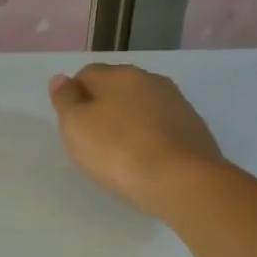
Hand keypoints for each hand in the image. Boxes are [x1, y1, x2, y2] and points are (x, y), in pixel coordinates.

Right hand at [48, 64, 224, 219]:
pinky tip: (146, 162)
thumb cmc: (118, 150)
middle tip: (93, 141)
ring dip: (129, 123)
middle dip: (104, 108)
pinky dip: (151, 139)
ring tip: (121, 155)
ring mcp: (177, 103)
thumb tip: (61, 79)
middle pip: (116, 88)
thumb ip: (65, 99)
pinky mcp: (195, 129)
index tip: (73, 125)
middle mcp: (149, 80)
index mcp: (118, 74)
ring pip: (142, 107)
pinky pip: (162, 128)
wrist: (183, 182)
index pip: (86, 74)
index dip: (75, 98)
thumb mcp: (76, 126)